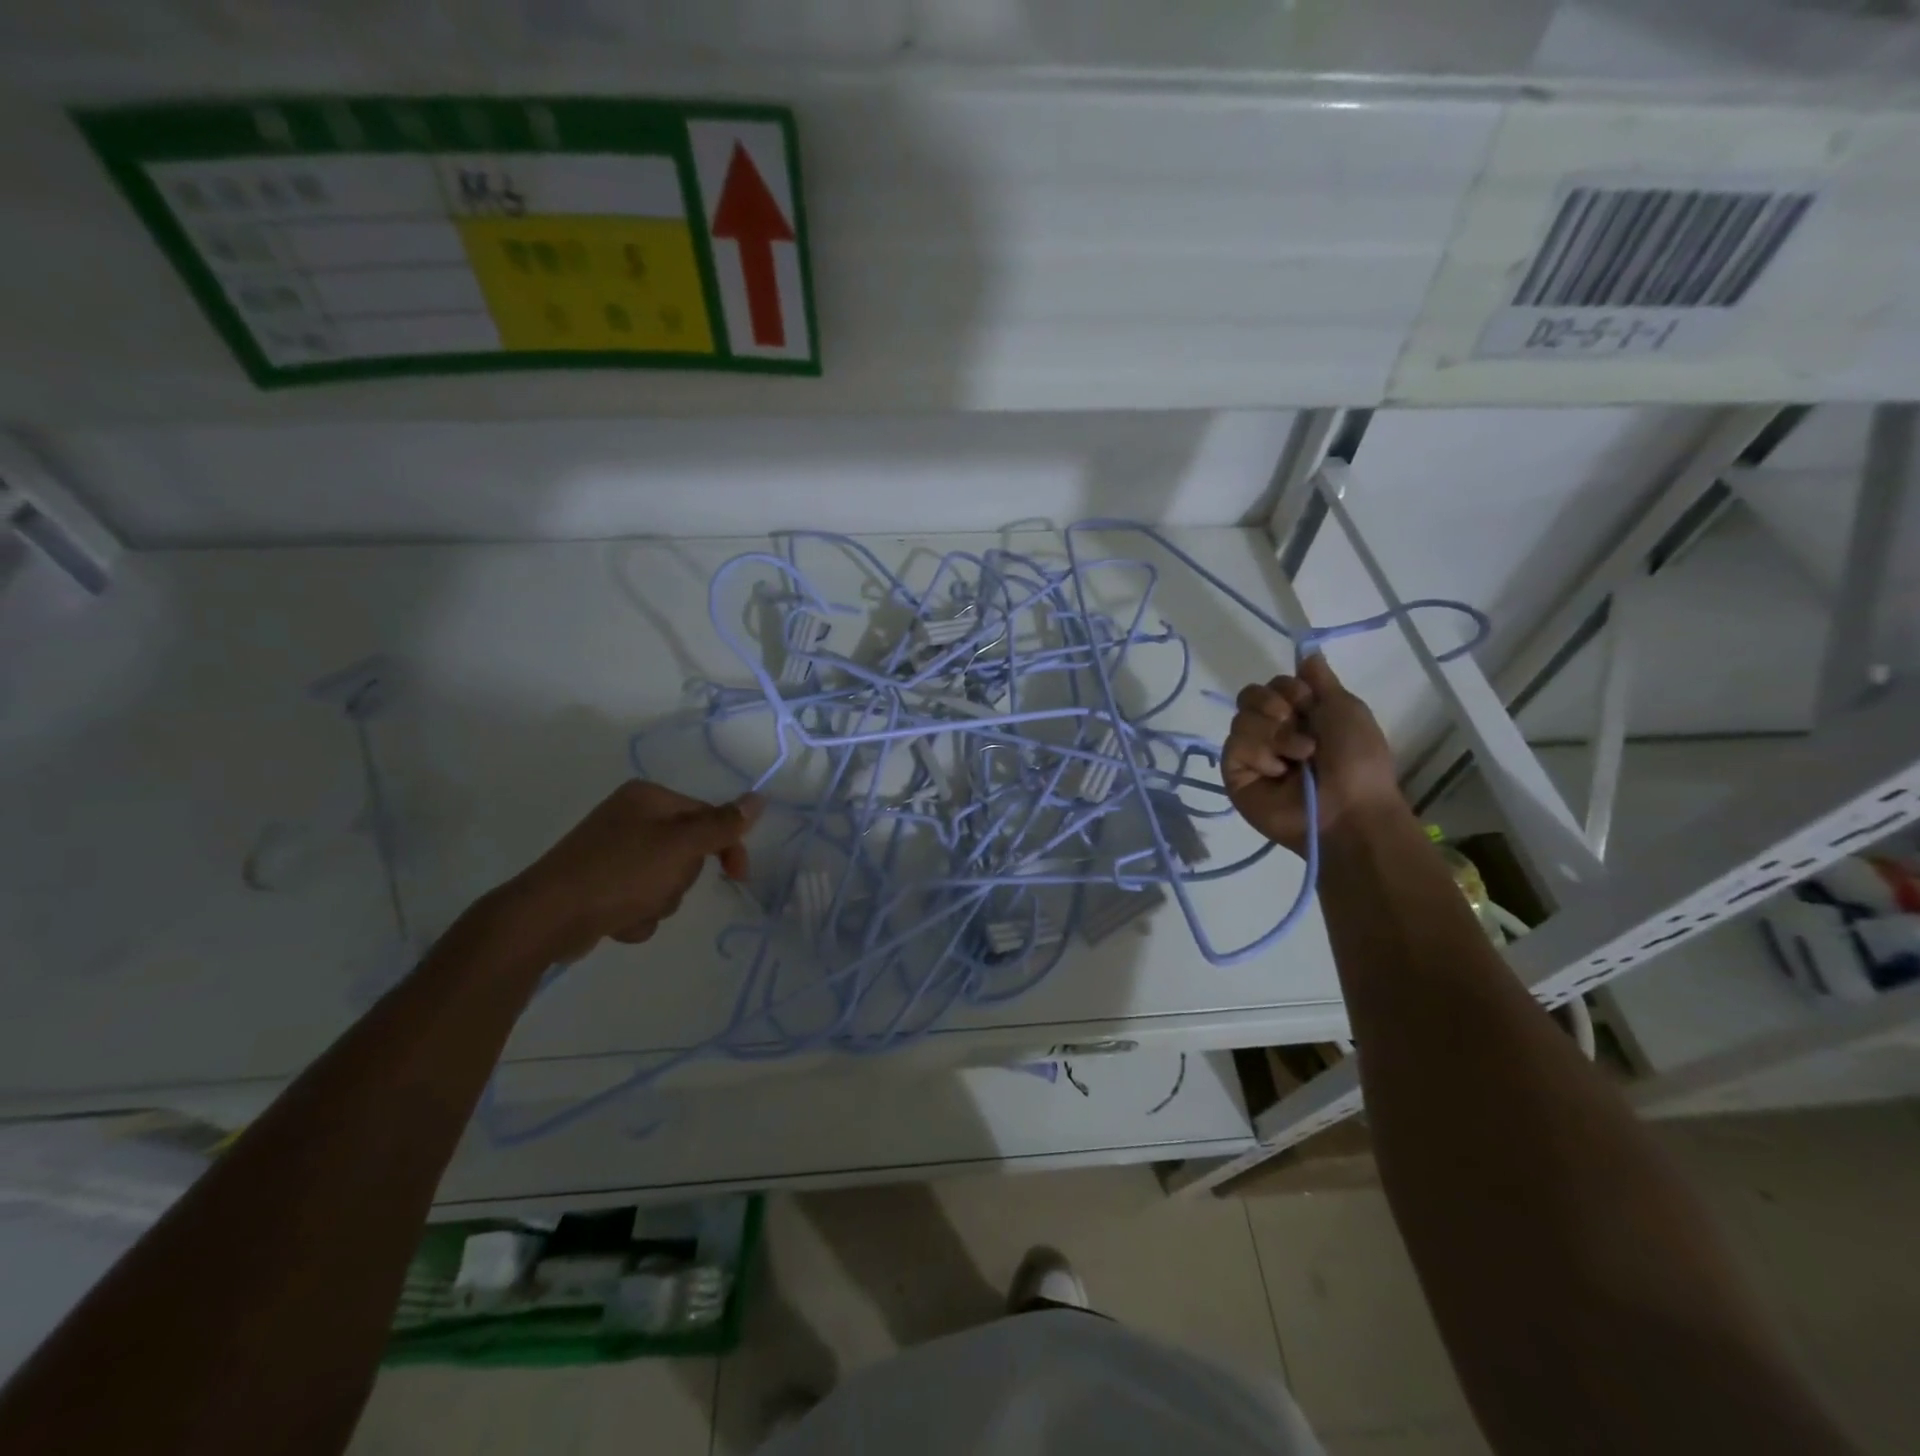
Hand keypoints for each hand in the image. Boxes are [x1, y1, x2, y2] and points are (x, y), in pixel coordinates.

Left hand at [501, 782, 763, 962]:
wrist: (544, 919)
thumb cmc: (618, 874)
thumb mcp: (679, 847)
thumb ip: (721, 824)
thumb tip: (759, 798)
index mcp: (648, 798)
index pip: (707, 815)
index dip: (726, 845)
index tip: (738, 876)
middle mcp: (631, 818)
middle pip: (688, 851)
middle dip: (680, 879)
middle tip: (660, 887)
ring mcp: (614, 852)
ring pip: (667, 880)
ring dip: (659, 901)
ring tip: (634, 908)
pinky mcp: (601, 883)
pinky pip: (640, 898)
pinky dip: (636, 913)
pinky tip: (617, 920)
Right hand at [1222, 654, 1402, 854]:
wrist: (1348, 808)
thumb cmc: (1357, 761)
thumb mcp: (1347, 709)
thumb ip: (1321, 681)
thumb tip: (1307, 653)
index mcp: (1300, 716)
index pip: (1273, 684)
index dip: (1290, 689)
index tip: (1311, 704)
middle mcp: (1272, 732)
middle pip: (1250, 696)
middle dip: (1276, 706)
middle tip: (1299, 727)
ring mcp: (1252, 754)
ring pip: (1241, 718)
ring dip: (1276, 734)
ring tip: (1298, 757)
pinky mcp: (1235, 773)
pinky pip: (1235, 745)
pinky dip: (1261, 754)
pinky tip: (1278, 772)